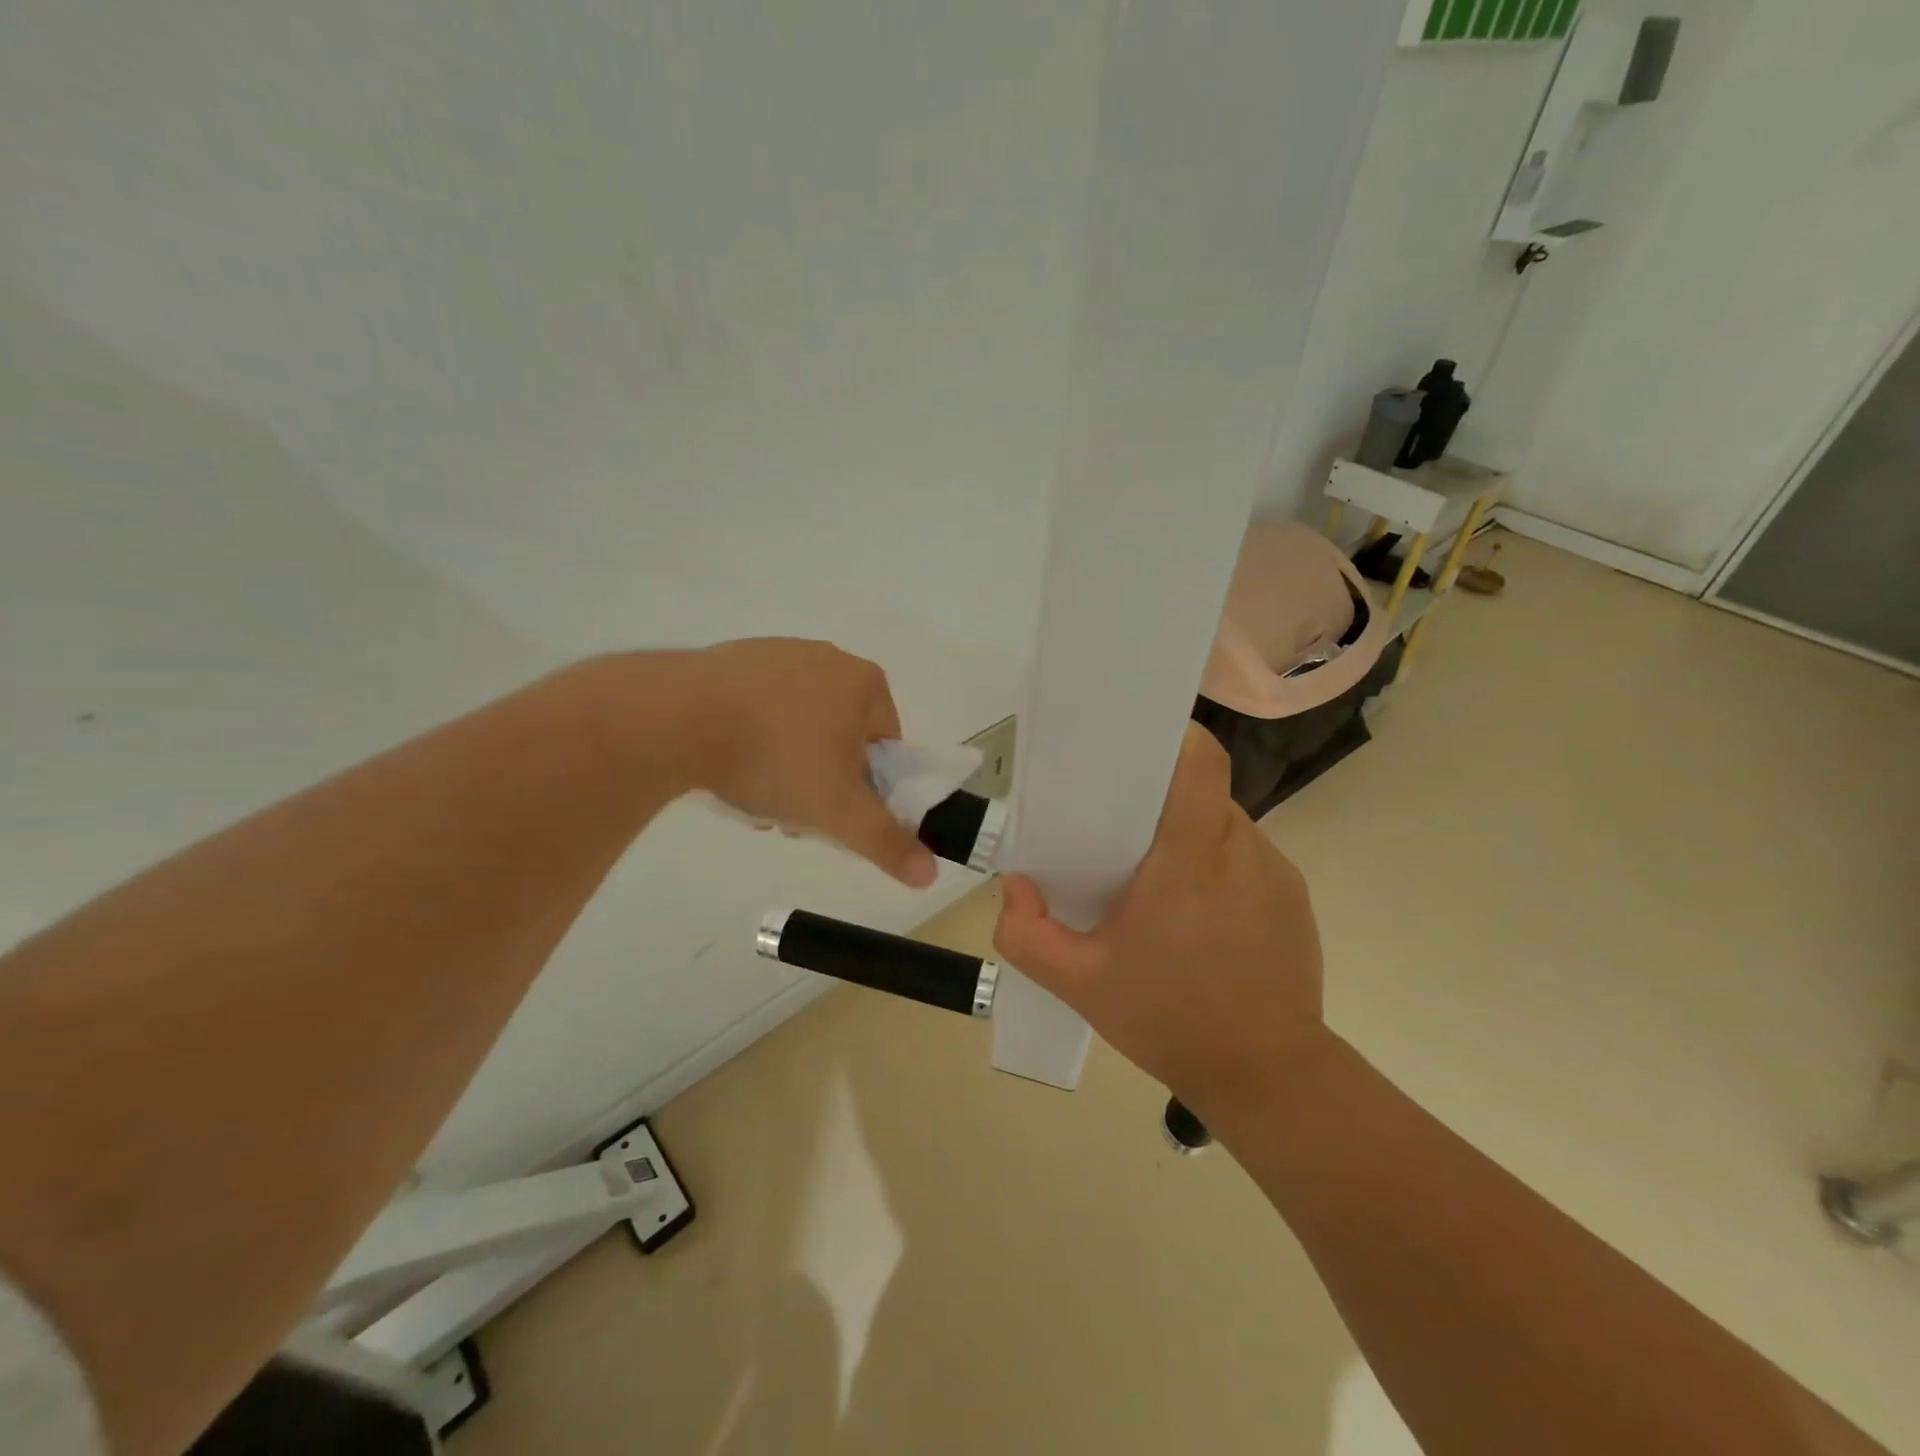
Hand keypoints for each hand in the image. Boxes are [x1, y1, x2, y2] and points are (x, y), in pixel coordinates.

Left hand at [685, 638, 937, 887]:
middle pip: (841, 735)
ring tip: (753, 791)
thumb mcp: (838, 811)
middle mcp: (828, 658)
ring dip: (787, 763)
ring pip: (799, 723)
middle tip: (792, 809)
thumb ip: (886, 842)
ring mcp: (778, 653)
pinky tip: (728, 760)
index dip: (866, 787)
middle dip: (822, 778)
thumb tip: (930, 874)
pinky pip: (760, 706)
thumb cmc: (776, 759)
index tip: (834, 809)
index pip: (886, 745)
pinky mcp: (733, 658)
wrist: (678, 718)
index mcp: (865, 683)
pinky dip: (753, 735)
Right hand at [993, 723, 1327, 1126]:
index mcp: (1190, 859)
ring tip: (1156, 883)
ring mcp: (1277, 871)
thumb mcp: (1079, 984)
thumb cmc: (1170, 1021)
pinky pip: (1246, 856)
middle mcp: (1241, 850)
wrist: (1269, 1078)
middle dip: (1159, 798)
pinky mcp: (1294, 896)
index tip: (1132, 747)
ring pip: (1223, 822)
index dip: (1171, 737)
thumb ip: (1026, 934)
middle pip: (1201, 789)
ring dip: (1187, 835)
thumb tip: (1016, 888)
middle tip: (1119, 831)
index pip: (1199, 761)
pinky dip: (1216, 866)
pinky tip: (1198, 918)